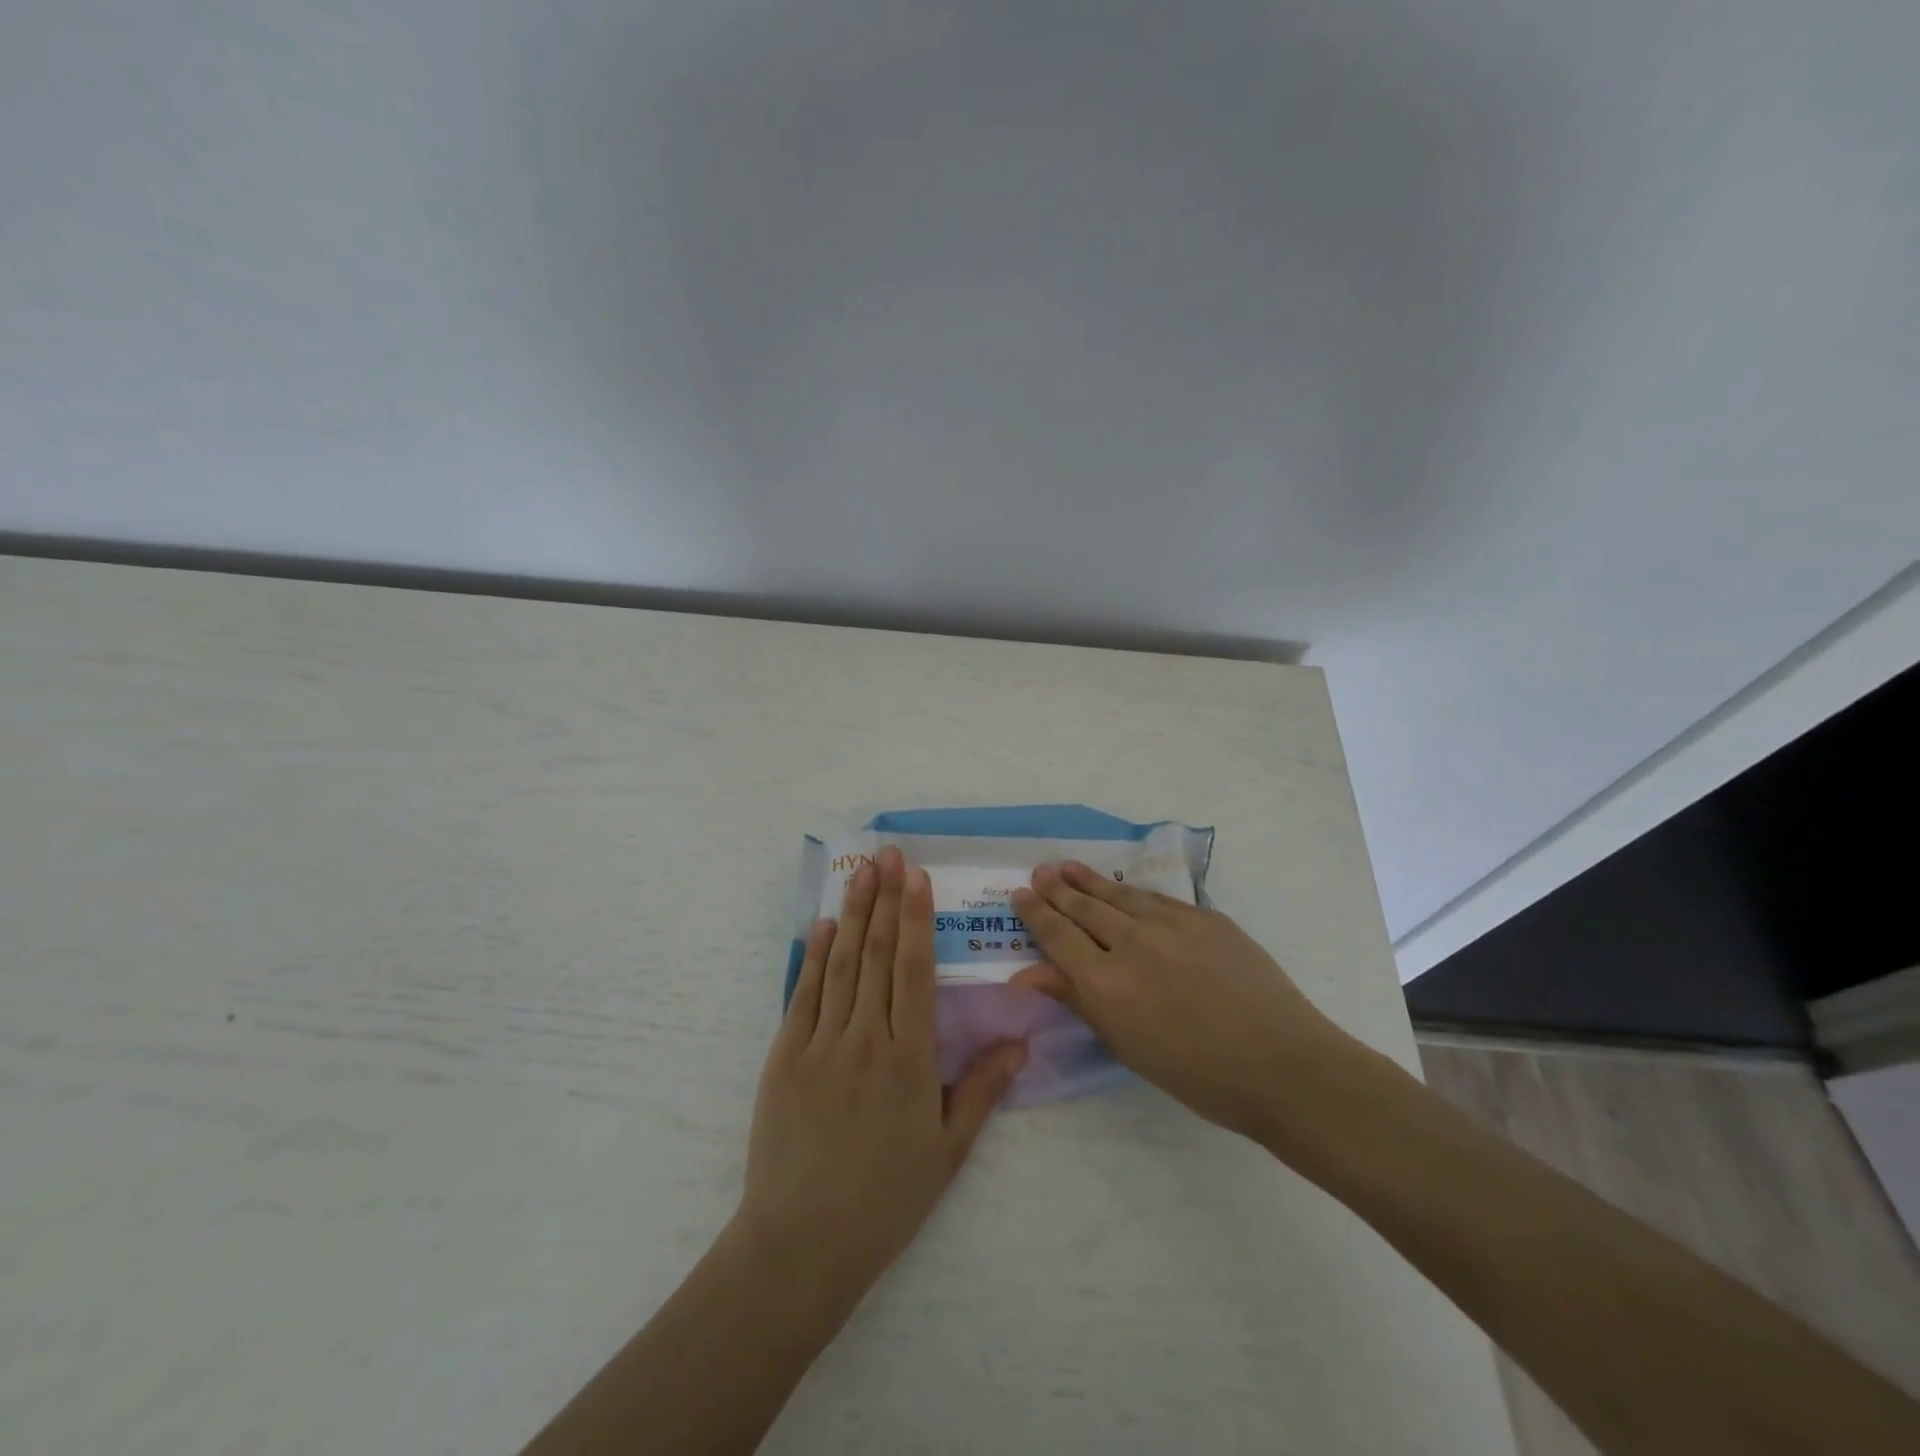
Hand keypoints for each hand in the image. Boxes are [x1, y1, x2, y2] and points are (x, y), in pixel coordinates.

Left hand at [740, 846, 1027, 1301]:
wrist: (802, 1243)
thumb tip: (1021, 1040)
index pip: (914, 970)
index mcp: (909, 1058)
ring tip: (861, 872)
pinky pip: (805, 995)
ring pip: (841, 964)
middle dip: (884, 899)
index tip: (917, 878)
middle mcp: (865, 1038)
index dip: (916, 919)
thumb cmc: (885, 1198)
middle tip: (889, 854)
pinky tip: (824, 926)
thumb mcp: (947, 1151)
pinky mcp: (786, 1057)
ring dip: (852, 914)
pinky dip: (815, 956)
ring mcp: (821, 1044)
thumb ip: (983, 1089)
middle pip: (878, 954)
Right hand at [1010, 861, 1360, 1145]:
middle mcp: (1132, 943)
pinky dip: (1132, 893)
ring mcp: (1171, 924)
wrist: (1282, 1065)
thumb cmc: (1197, 1074)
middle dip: (1057, 889)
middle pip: (1084, 908)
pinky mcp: (1205, 917)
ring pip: (1119, 895)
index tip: (1019, 895)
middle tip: (1039, 872)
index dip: (1036, 914)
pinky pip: (1157, 899)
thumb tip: (1027, 975)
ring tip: (1067, 867)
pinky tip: (1124, 889)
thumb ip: (1077, 1000)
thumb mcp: (1127, 1045)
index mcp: (1106, 983)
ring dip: (1089, 881)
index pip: (1058, 937)